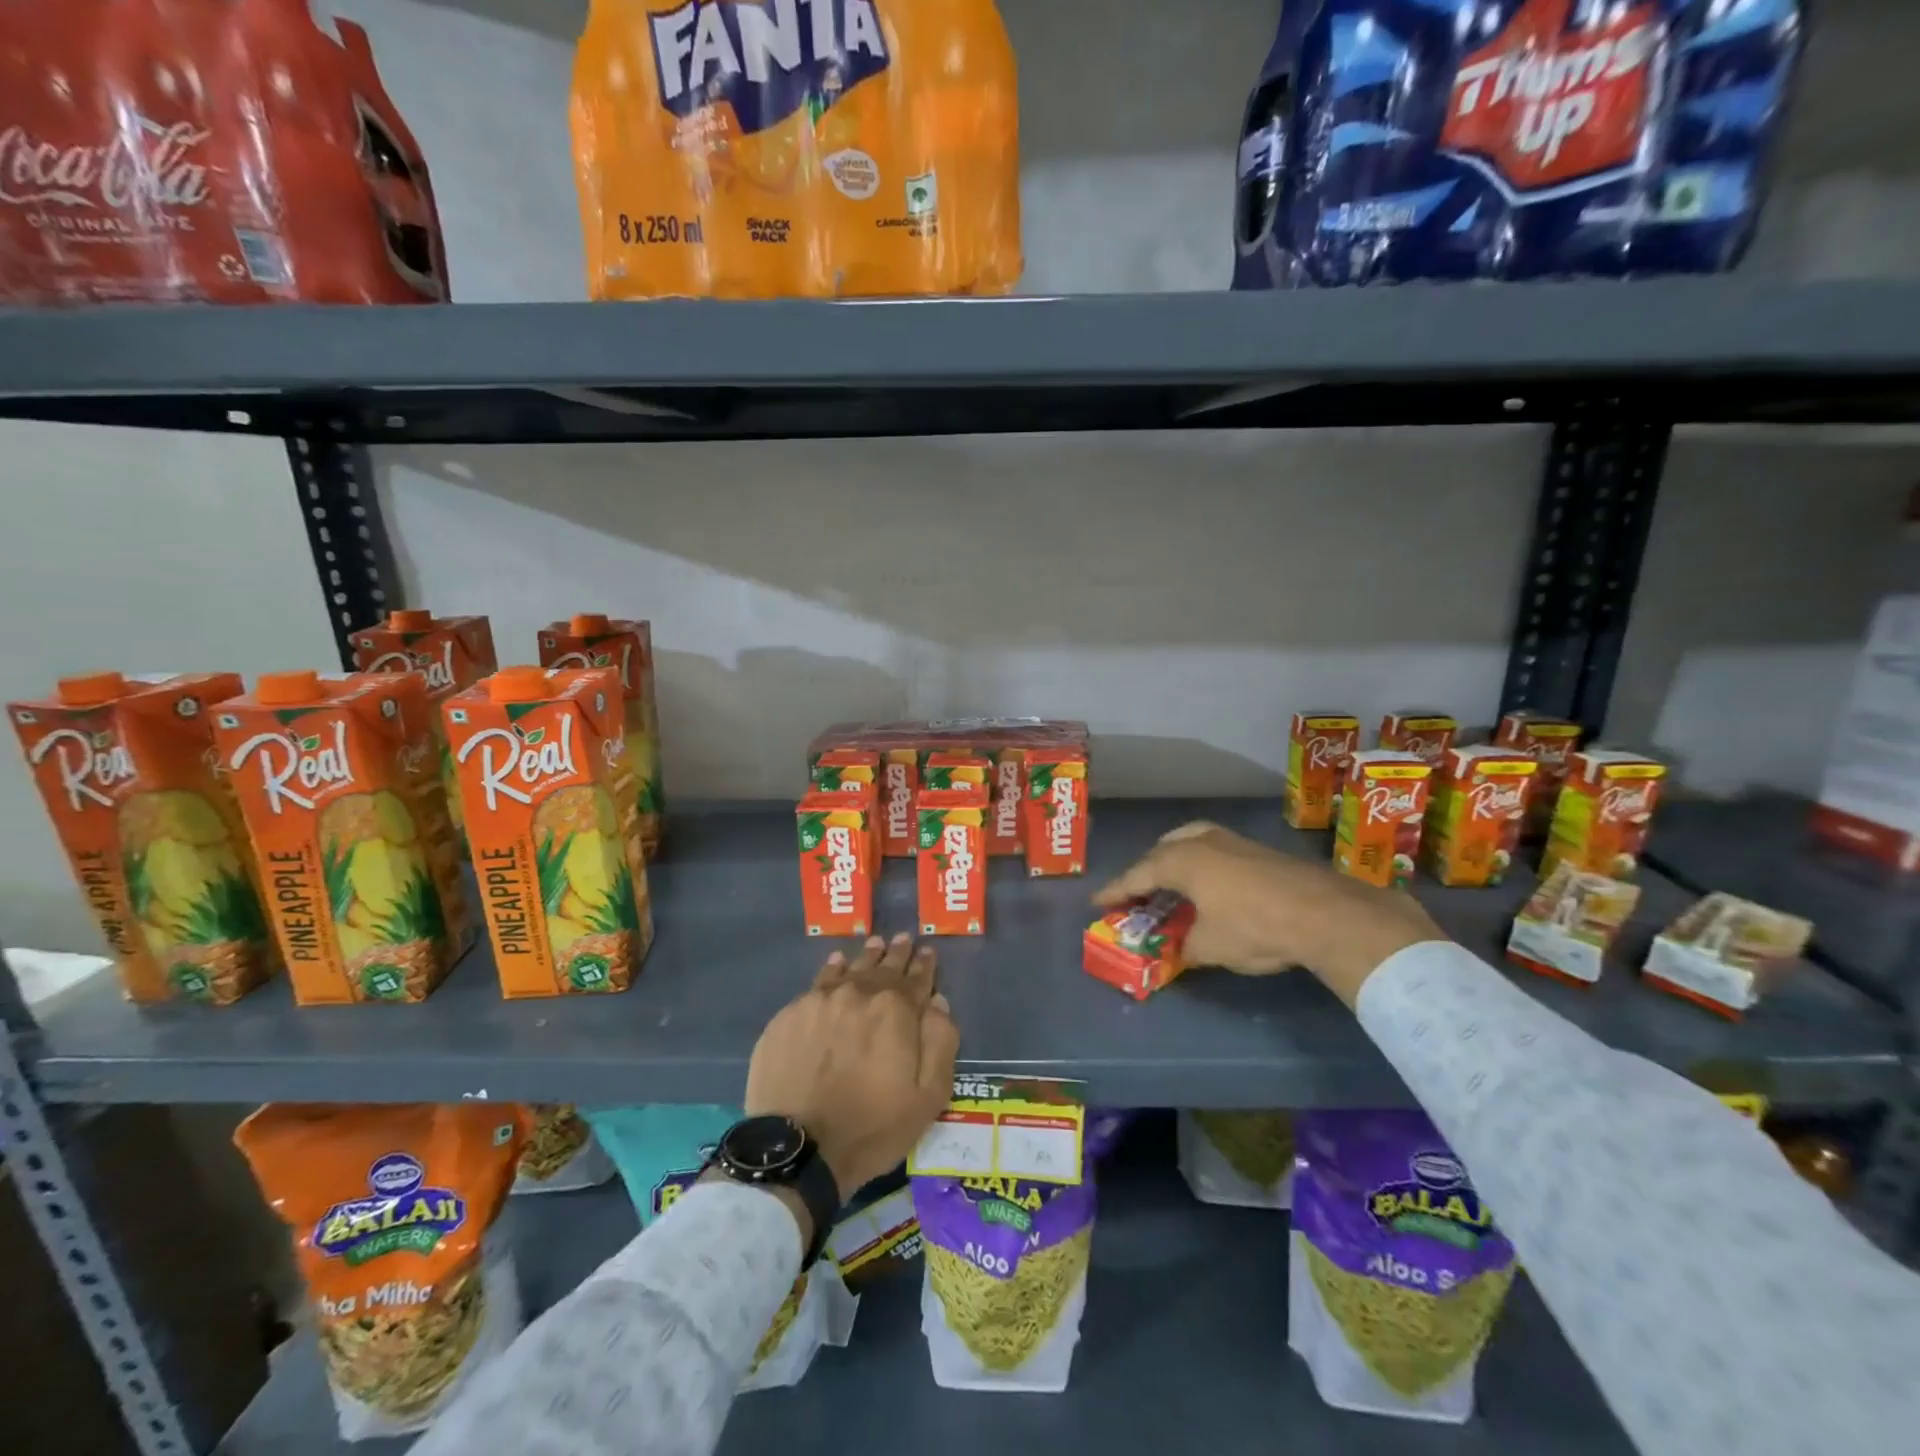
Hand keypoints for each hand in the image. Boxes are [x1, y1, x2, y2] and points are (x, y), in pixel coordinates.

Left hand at [745, 933, 959, 1201]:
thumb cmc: (872, 1127)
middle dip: (896, 953)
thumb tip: (938, 1003)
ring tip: (872, 945)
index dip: (925, 965)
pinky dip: (831, 970)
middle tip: (902, 939)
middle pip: (882, 966)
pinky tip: (835, 965)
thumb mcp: (928, 1096)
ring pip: (849, 968)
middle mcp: (859, 994)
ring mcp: (820, 1001)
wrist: (799, 1148)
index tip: (927, 951)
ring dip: (865, 957)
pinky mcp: (790, 1015)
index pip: (917, 978)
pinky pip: (817, 982)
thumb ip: (940, 1043)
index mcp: (896, 1010)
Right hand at [1093, 821, 1443, 1006]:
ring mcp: (1231, 840)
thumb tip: (1180, 949)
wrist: (1324, 913)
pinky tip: (1208, 882)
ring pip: (1189, 842)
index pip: (1137, 875)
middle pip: (1161, 852)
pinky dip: (1200, 862)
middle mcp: (1201, 842)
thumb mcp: (1210, 947)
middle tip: (1136, 892)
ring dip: (1174, 860)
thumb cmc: (1254, 927)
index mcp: (1180, 861)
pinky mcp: (1256, 848)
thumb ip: (1186, 947)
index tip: (1098, 902)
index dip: (1116, 891)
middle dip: (1145, 871)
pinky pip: (1212, 849)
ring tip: (1170, 880)